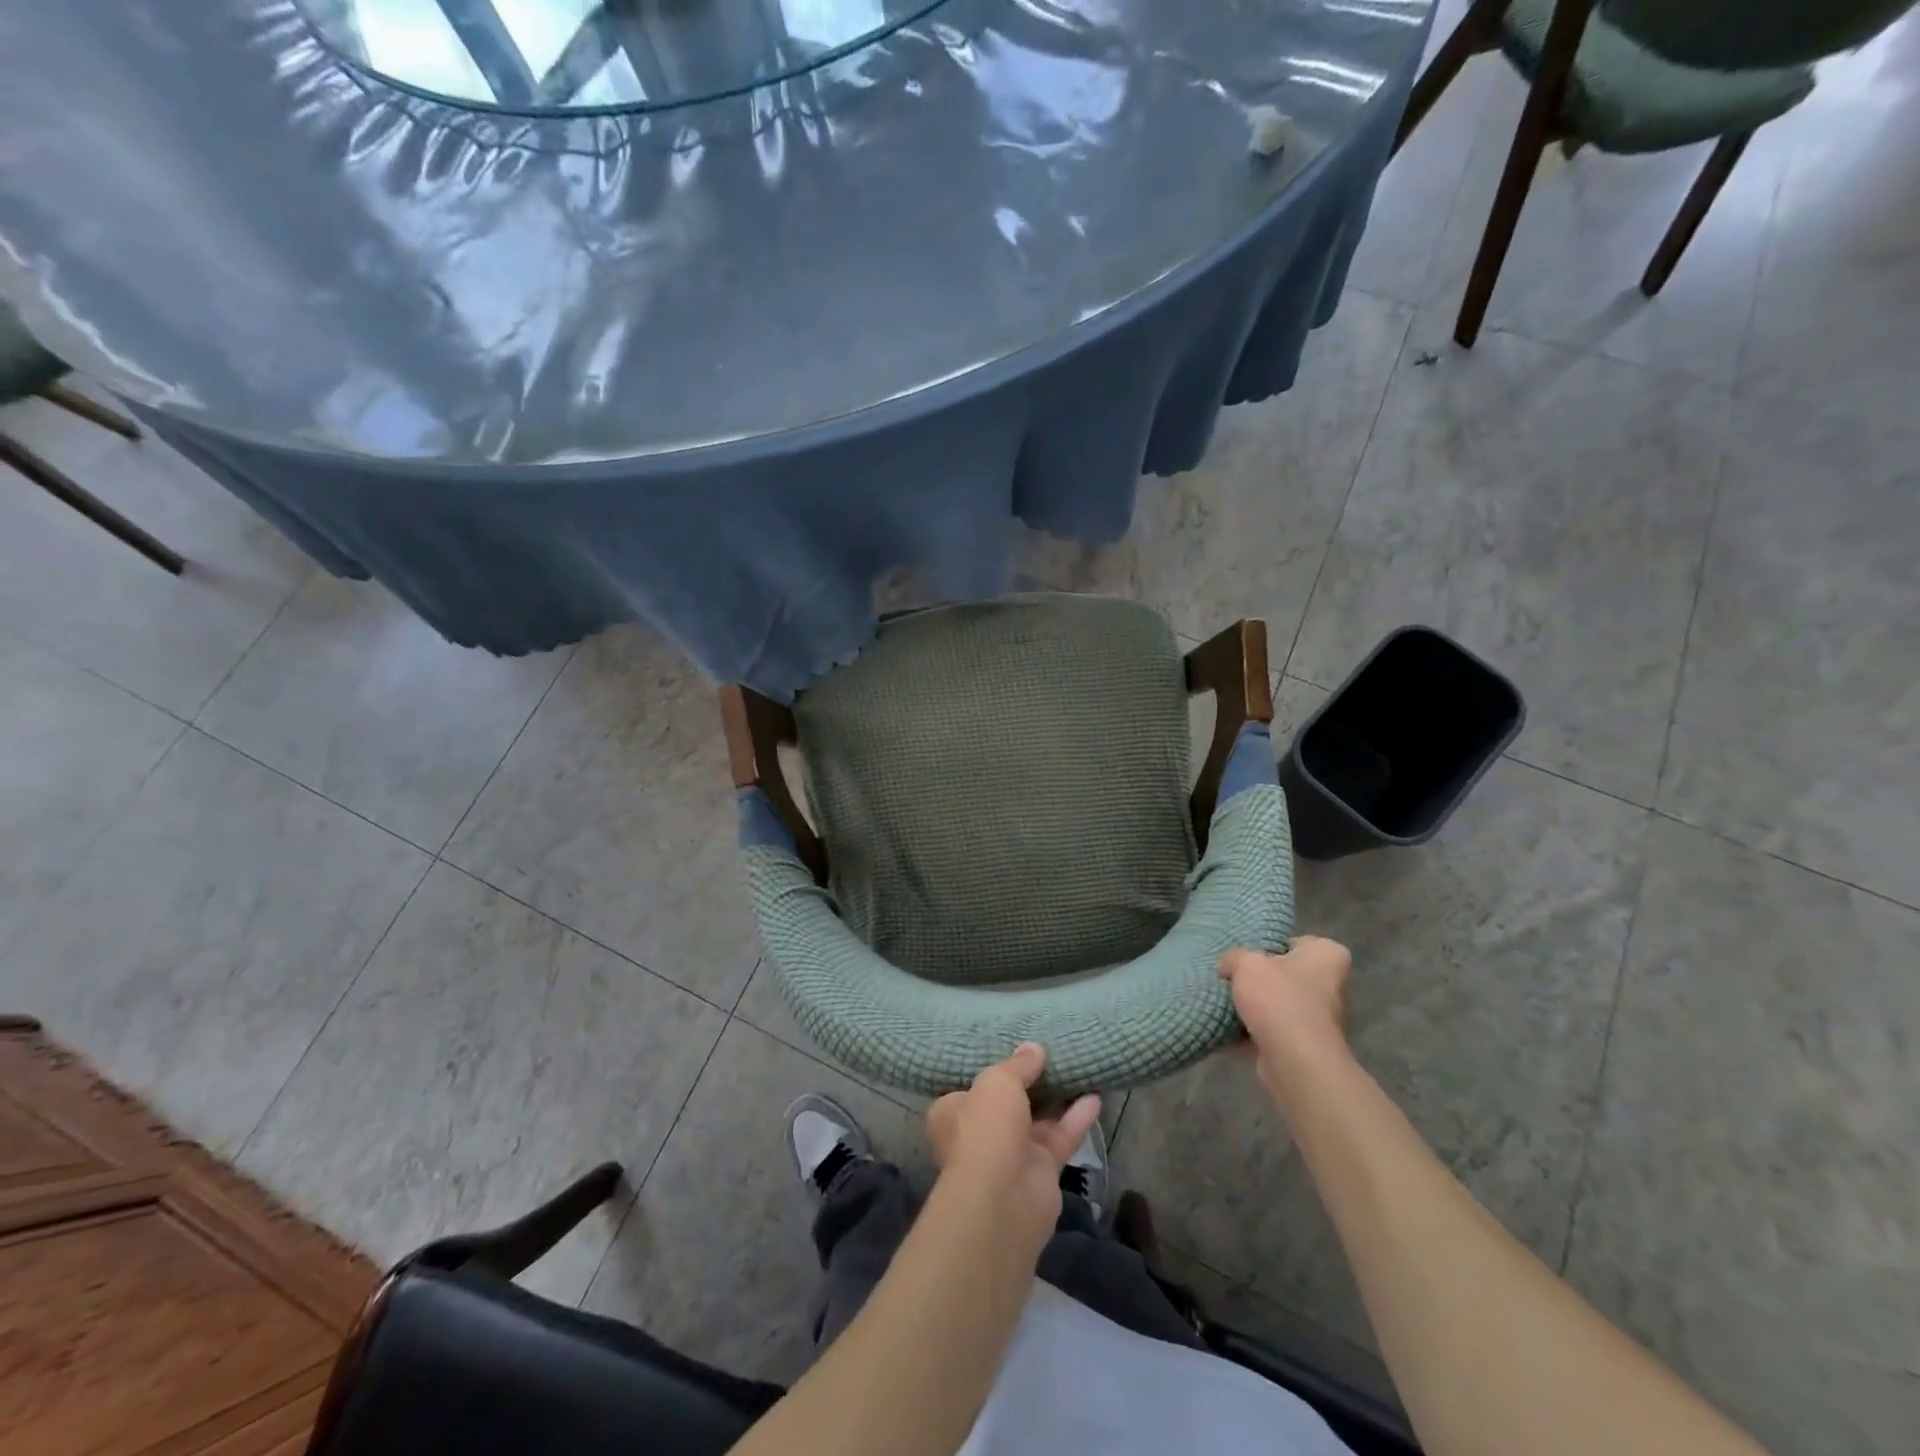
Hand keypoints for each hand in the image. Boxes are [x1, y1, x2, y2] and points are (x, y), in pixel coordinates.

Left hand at [926, 1044, 1100, 1260]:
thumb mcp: (998, 1081)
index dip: (991, 1070)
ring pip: (1037, 1120)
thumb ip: (1018, 1065)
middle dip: (1029, 1083)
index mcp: (953, 1112)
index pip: (970, 1086)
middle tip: (1051, 1055)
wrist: (1004, 1199)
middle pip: (1007, 1103)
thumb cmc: (986, 1128)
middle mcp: (979, 1134)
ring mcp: (1011, 1155)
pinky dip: (1076, 1119)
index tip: (1012, 1051)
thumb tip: (1033, 1048)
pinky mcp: (1041, 1172)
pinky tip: (1095, 1096)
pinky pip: (1060, 1138)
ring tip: (1077, 1069)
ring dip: (1057, 1098)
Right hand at [1219, 936, 1352, 1090]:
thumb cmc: (1279, 999)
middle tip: (1230, 978)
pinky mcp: (1304, 1048)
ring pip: (1277, 1006)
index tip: (1247, 955)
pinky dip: (1250, 1033)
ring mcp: (1319, 1020)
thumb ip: (1234, 957)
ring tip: (1222, 1003)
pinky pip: (1271, 1033)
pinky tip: (1224, 1030)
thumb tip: (1228, 967)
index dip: (1270, 946)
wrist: (1295, 1061)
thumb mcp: (1246, 962)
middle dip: (1259, 980)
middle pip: (1285, 976)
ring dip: (1253, 1009)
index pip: (1297, 942)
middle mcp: (1331, 986)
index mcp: (1327, 956)